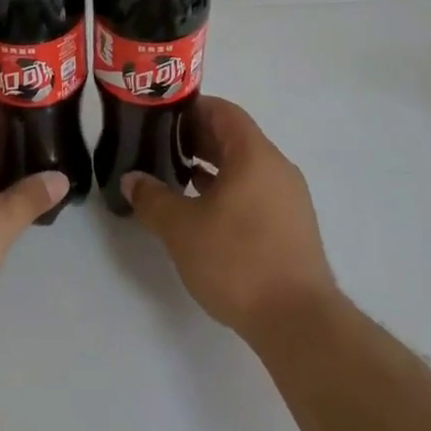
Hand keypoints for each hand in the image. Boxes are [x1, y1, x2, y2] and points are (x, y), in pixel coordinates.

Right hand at [124, 96, 336, 339]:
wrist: (298, 321)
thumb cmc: (237, 261)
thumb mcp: (181, 228)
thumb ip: (152, 198)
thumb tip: (132, 179)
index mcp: (254, 154)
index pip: (223, 111)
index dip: (191, 109)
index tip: (161, 118)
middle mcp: (277, 167)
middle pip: (235, 137)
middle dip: (198, 138)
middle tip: (161, 147)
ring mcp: (290, 198)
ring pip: (246, 167)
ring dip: (213, 166)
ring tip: (178, 178)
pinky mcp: (293, 226)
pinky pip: (256, 191)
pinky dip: (230, 190)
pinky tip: (205, 212)